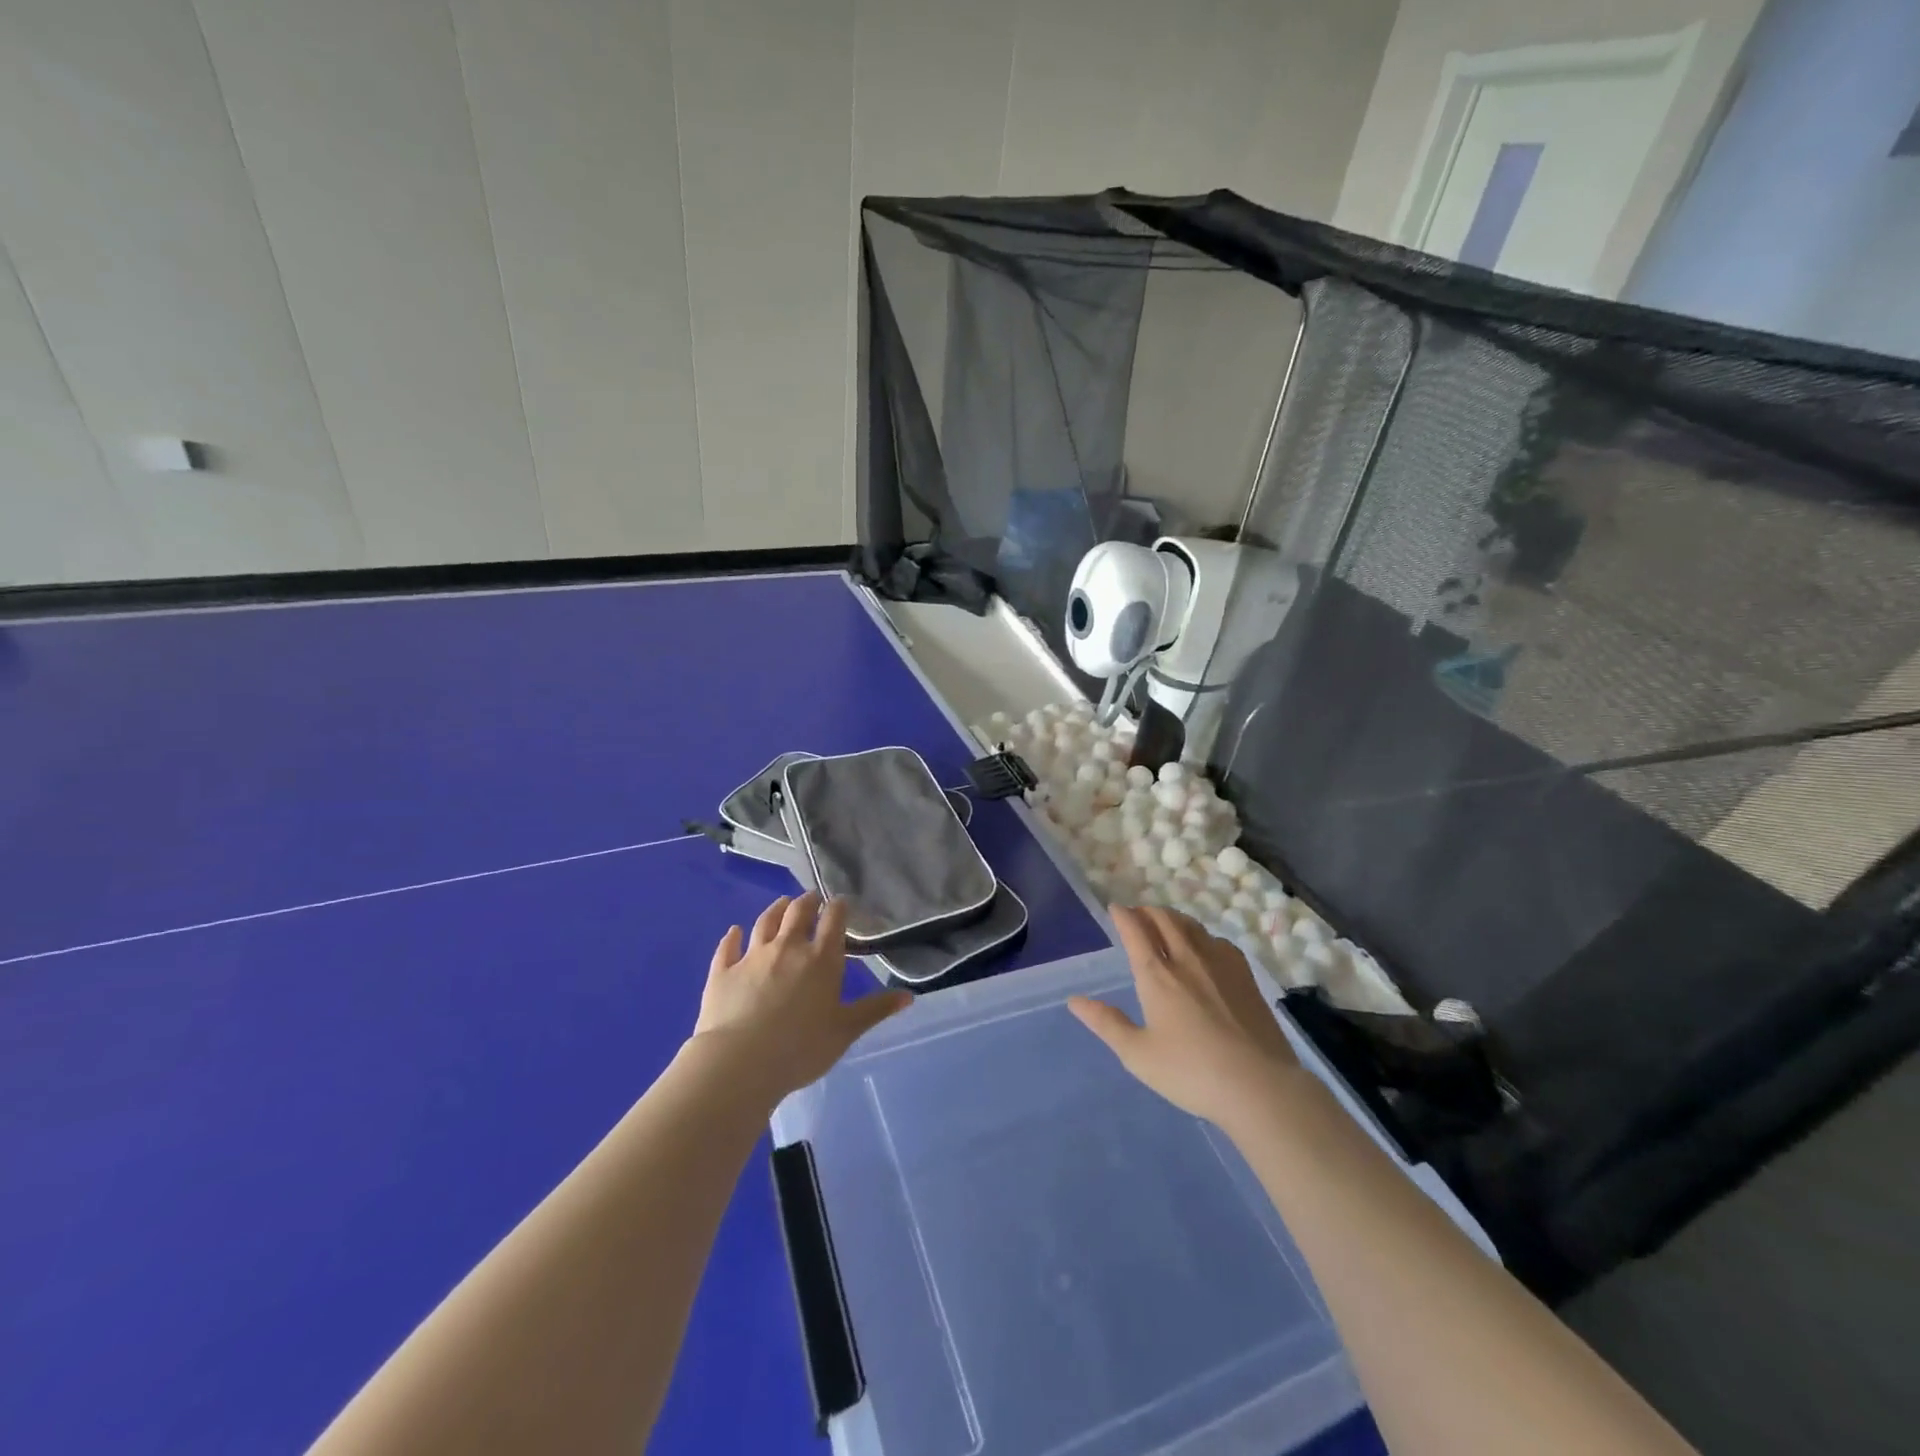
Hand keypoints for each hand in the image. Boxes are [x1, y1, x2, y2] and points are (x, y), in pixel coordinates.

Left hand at [691, 893, 910, 1105]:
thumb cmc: (801, 1048)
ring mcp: (752, 957)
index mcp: (821, 959)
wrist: (740, 1062)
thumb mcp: (846, 1031)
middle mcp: (787, 948)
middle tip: (811, 899)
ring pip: (764, 923)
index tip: (840, 902)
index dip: (838, 908)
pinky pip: (728, 947)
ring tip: (781, 903)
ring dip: (775, 910)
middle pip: (797, 913)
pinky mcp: (722, 972)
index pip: (833, 921)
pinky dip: (732, 936)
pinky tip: (733, 931)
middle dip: (807, 902)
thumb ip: (875, 1010)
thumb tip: (909, 996)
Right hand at [1069, 905, 1301, 1132]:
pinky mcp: (1245, 976)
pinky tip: (1206, 948)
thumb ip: (1107, 1023)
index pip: (1135, 931)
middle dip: (1147, 911)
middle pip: (1164, 919)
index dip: (1123, 915)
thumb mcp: (1138, 1054)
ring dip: (1174, 919)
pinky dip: (1203, 936)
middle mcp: (1186, 958)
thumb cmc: (1191, 1072)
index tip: (1115, 908)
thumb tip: (1075, 1000)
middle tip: (1138, 915)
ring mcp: (1220, 964)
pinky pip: (1219, 941)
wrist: (1259, 1086)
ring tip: (1167, 925)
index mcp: (1156, 975)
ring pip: (1192, 926)